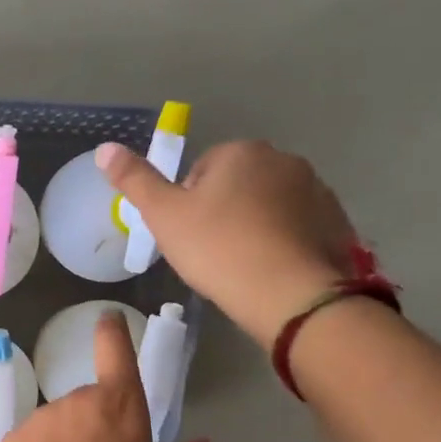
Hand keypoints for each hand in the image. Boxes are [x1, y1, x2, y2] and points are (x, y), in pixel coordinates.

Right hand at [98, 139, 360, 348]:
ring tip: (242, 264)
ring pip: (269, 205)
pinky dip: (283, 242)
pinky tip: (271, 270)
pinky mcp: (336, 220)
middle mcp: (283, 159)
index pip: (202, 170)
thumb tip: (104, 148)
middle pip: (238, 184)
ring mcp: (316, 189)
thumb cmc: (218, 249)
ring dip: (254, 225)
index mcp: (240, 152)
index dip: (189, 204)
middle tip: (211, 252)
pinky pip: (297, 226)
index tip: (189, 236)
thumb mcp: (163, 216)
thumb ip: (134, 180)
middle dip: (224, 211)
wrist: (289, 293)